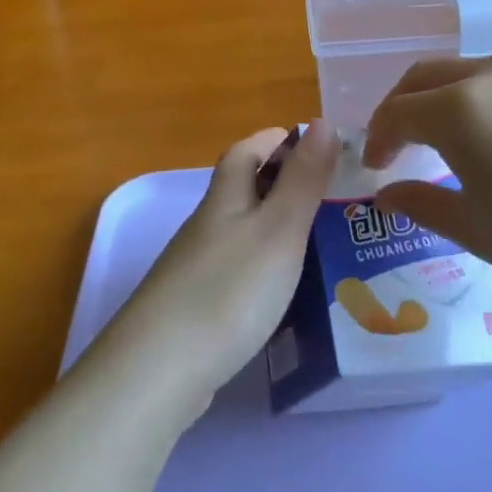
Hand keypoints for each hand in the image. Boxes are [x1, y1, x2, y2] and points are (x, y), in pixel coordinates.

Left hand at [100, 123, 334, 414]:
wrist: (159, 370)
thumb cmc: (228, 290)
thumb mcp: (278, 229)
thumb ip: (302, 179)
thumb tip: (321, 121)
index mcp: (224, 199)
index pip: (246, 151)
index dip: (276, 139)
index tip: (314, 141)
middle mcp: (206, 226)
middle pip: (242, 190)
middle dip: (282, 183)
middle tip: (332, 195)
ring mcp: (196, 268)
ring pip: (241, 232)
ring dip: (276, 227)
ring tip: (322, 242)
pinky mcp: (195, 307)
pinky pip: (237, 270)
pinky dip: (264, 267)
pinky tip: (284, 291)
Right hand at [364, 56, 491, 329]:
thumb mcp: (479, 233)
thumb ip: (424, 203)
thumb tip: (388, 191)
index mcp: (461, 109)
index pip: (398, 111)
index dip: (378, 138)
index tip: (376, 166)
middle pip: (430, 76)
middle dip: (404, 106)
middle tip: (401, 143)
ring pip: (478, 72)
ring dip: (453, 100)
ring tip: (461, 142)